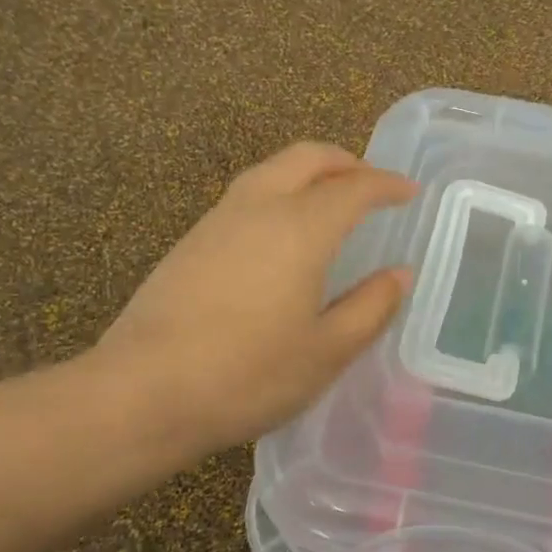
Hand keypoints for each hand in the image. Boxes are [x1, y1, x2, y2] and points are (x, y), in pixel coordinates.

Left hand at [92, 143, 416, 458]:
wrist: (142, 393)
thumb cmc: (248, 375)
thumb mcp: (327, 352)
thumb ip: (371, 307)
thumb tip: (399, 275)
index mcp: (300, 228)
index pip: (354, 187)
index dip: (387, 185)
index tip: (409, 192)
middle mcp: (258, 208)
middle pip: (307, 158)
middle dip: (346, 161)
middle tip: (371, 184)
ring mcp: (217, 221)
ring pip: (271, 171)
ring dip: (309, 173)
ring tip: (331, 202)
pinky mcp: (190, 242)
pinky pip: (247, 195)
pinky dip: (280, 192)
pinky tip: (282, 234)